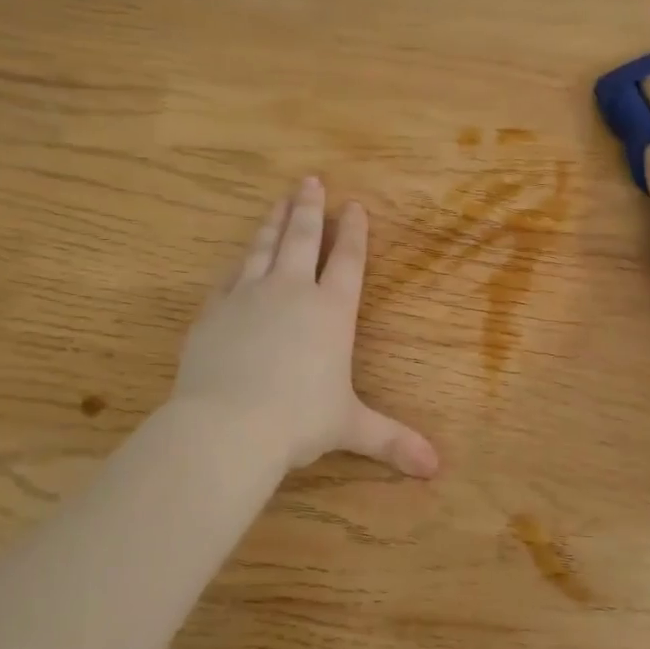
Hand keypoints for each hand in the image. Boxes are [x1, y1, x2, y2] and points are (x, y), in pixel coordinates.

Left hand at [172, 177, 438, 477]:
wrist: (227, 426)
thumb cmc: (298, 421)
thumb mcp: (350, 428)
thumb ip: (392, 440)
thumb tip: (436, 468)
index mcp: (331, 312)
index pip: (347, 261)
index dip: (353, 232)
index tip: (354, 205)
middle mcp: (291, 293)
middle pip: (302, 239)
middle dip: (310, 208)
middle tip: (310, 180)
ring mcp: (247, 297)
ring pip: (263, 247)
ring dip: (273, 222)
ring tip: (279, 200)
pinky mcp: (213, 311)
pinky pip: (228, 277)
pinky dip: (237, 263)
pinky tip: (238, 258)